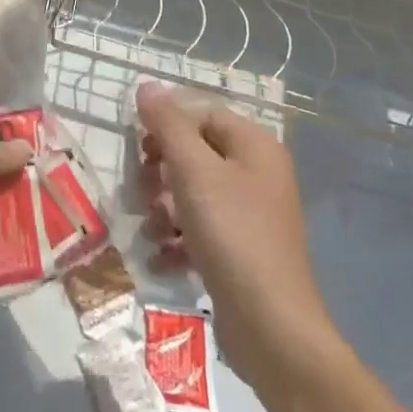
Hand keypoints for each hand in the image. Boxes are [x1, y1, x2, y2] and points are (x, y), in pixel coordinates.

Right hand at [137, 82, 332, 370]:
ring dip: (165, 208)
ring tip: (154, 230)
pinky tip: (162, 257)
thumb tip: (147, 84)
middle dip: (161, 172)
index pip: (202, 114)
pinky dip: (178, 240)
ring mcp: (251, 214)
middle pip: (195, 153)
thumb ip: (168, 125)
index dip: (167, 126)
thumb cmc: (233, 234)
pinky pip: (201, 229)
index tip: (140, 150)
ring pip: (193, 193)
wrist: (271, 327)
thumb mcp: (194, 171)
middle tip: (143, 191)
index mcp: (255, 146)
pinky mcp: (241, 250)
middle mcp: (257, 174)